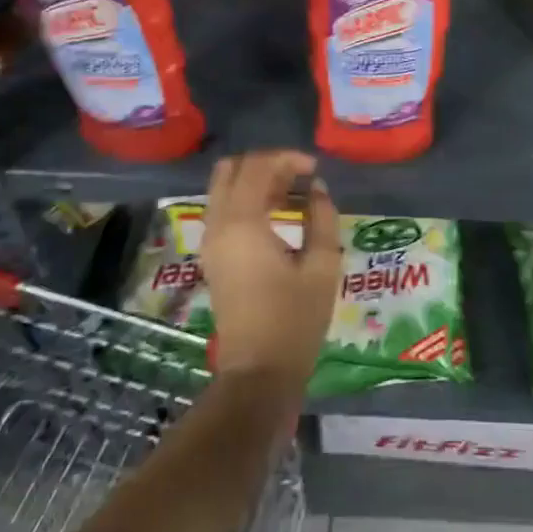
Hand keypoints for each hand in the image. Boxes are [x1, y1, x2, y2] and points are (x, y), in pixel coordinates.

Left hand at [200, 150, 339, 386]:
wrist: (258, 373)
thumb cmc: (295, 320)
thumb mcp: (322, 266)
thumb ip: (322, 217)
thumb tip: (317, 189)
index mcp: (242, 224)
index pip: (257, 167)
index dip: (288, 159)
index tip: (315, 169)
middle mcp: (218, 225)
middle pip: (232, 169)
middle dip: (266, 164)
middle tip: (299, 176)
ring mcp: (210, 242)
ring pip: (224, 188)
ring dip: (256, 181)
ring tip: (293, 194)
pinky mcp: (213, 257)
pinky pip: (224, 210)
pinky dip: (247, 200)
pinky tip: (278, 214)